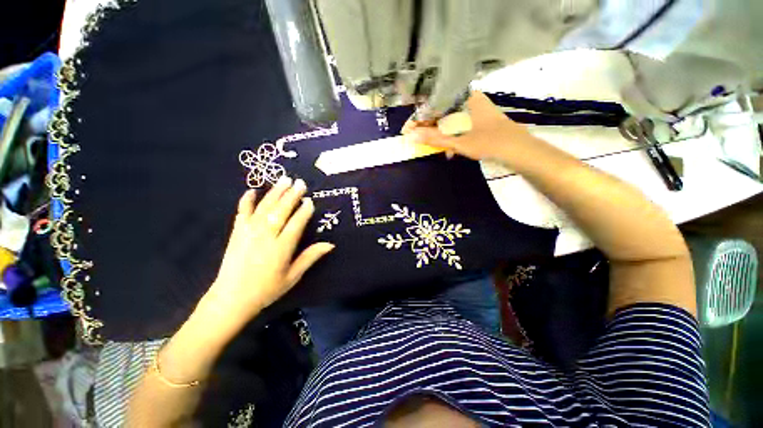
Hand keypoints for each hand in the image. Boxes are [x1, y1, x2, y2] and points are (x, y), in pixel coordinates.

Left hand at [196, 176, 333, 334]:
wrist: (231, 298)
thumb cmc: (267, 289)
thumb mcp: (293, 276)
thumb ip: (310, 257)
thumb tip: (330, 244)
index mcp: (282, 247)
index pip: (296, 223)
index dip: (304, 211)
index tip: (310, 201)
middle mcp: (266, 236)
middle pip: (281, 211)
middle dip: (292, 195)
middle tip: (300, 182)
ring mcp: (249, 232)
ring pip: (265, 207)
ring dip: (275, 192)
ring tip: (284, 179)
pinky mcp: (237, 233)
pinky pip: (242, 212)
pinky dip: (246, 200)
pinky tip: (252, 190)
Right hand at [402, 91, 534, 160]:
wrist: (519, 150)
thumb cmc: (489, 142)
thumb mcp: (458, 141)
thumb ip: (435, 138)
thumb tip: (412, 136)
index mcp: (464, 99)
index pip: (434, 105)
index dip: (419, 119)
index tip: (408, 132)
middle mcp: (469, 101)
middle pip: (440, 112)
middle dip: (428, 129)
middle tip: (419, 141)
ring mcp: (475, 111)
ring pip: (449, 120)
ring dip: (440, 135)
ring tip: (435, 149)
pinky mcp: (479, 121)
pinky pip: (458, 127)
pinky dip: (452, 137)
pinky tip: (450, 151)